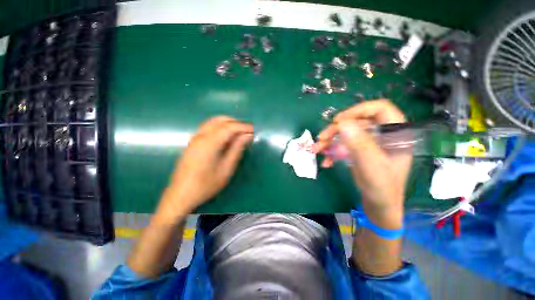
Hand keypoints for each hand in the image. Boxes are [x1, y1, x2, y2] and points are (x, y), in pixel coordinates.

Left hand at [156, 116, 253, 221]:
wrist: (180, 195)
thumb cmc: (206, 185)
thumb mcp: (226, 169)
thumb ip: (237, 149)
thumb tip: (247, 136)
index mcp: (209, 143)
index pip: (229, 127)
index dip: (243, 127)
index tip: (254, 130)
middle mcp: (200, 136)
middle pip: (220, 120)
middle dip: (236, 123)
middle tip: (247, 132)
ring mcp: (194, 138)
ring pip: (213, 122)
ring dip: (228, 124)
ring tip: (239, 134)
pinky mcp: (193, 142)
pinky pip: (208, 127)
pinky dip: (220, 128)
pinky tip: (226, 138)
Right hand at [314, 100, 411, 227]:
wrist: (379, 206)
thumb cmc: (382, 188)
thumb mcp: (372, 166)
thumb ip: (359, 144)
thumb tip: (341, 123)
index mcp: (395, 134)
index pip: (379, 109)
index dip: (358, 110)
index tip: (338, 121)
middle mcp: (382, 135)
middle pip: (357, 122)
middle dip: (336, 130)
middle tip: (321, 138)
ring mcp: (369, 143)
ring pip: (347, 133)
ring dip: (329, 141)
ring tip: (316, 149)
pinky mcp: (359, 151)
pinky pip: (343, 145)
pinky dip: (332, 151)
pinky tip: (326, 161)